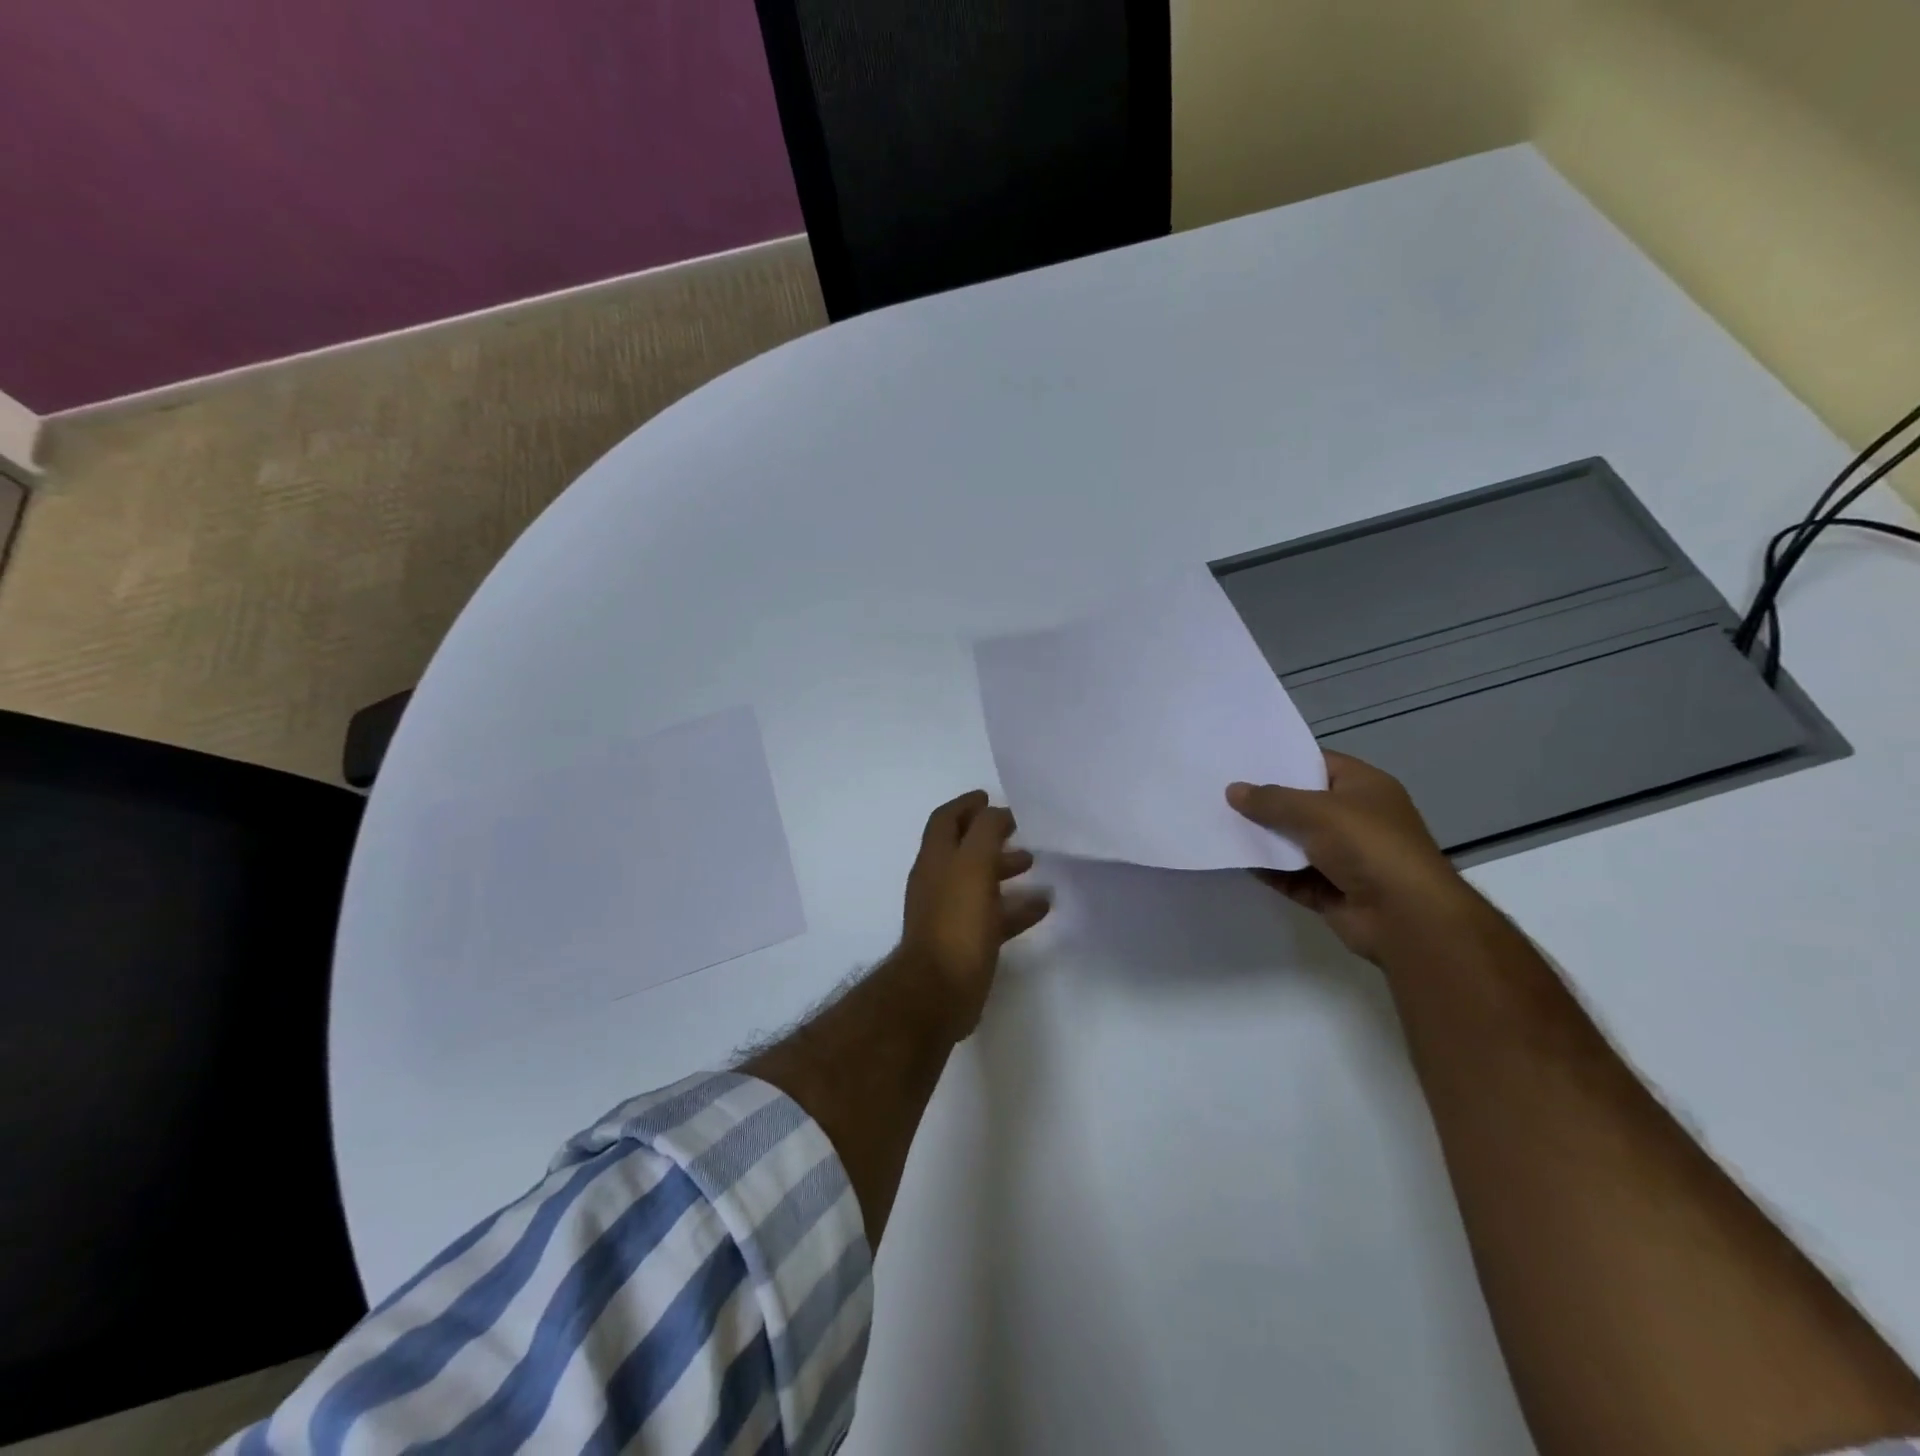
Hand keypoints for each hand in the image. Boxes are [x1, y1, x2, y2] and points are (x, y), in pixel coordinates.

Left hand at [901, 791, 1050, 1032]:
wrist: (938, 991)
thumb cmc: (956, 921)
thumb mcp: (973, 865)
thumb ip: (985, 832)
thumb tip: (996, 813)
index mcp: (934, 859)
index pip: (945, 820)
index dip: (966, 805)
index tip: (990, 797)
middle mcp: (937, 881)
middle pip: (963, 849)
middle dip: (989, 836)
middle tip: (1020, 831)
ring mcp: (949, 913)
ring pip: (979, 882)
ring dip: (1003, 869)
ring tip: (1034, 864)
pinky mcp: (964, 942)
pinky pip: (992, 916)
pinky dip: (1015, 907)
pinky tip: (1041, 907)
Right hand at [1227, 751, 1479, 967]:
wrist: (1406, 918)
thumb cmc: (1368, 846)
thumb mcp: (1316, 811)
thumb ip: (1271, 800)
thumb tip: (1232, 790)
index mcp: (1364, 788)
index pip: (1318, 764)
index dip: (1282, 760)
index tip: (1240, 759)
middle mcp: (1355, 819)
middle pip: (1301, 804)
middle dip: (1264, 800)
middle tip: (1219, 789)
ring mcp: (1343, 857)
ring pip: (1292, 841)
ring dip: (1261, 836)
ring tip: (1216, 821)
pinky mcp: (1329, 890)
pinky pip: (1289, 875)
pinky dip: (1266, 869)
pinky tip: (1233, 858)